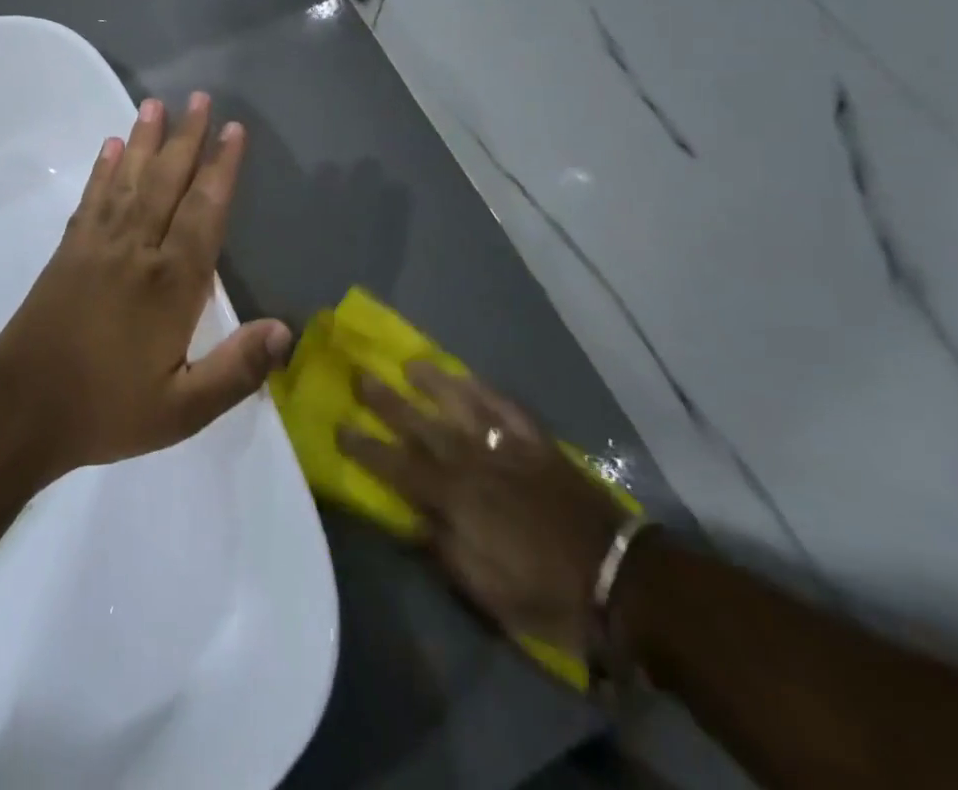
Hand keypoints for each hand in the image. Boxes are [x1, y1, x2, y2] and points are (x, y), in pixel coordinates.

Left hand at [0, 93, 292, 480]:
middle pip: (167, 183)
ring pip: (129, 180)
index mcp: (171, 284)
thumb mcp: (182, 410)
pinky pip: (91, 199)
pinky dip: (103, 170)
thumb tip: (287, 330)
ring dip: (144, 141)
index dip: (222, 169)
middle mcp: (137, 250)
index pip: (205, 212)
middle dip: (187, 138)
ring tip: (154, 104)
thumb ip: (236, 370)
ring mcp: (98, 245)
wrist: (20, 409)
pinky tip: (110, 147)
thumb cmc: (106, 409)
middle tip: (199, 97)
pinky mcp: (69, 250)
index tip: (234, 131)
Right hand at [338, 365, 630, 659]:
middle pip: (420, 424)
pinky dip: (484, 388)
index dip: (365, 448)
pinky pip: (504, 406)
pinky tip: (468, 376)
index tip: (339, 426)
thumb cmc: (545, 593)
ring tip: (410, 362)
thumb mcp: (484, 589)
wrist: (618, 580)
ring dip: (433, 381)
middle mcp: (472, 461)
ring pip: (461, 403)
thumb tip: (411, 516)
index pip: (397, 467)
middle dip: (386, 401)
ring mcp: (506, 446)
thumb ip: (442, 547)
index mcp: (455, 499)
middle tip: (360, 375)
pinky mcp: (536, 442)